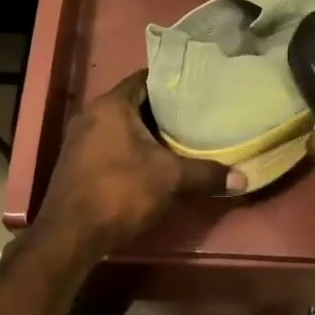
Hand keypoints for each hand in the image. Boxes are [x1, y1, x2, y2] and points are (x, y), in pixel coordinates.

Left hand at [37, 70, 241, 259]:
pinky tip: (152, 164)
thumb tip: (243, 178)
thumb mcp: (170, 179)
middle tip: (194, 115)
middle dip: (162, 111)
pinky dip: (130, 150)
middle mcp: (90, 115)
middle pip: (133, 103)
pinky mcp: (76, 164)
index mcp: (111, 105)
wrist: (70, 235)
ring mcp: (79, 140)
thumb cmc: (120, 191)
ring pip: (120, 127)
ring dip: (145, 133)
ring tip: (178, 140)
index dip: (171, 82)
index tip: (196, 89)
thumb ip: (206, 173)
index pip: (144, 79)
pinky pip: (109, 146)